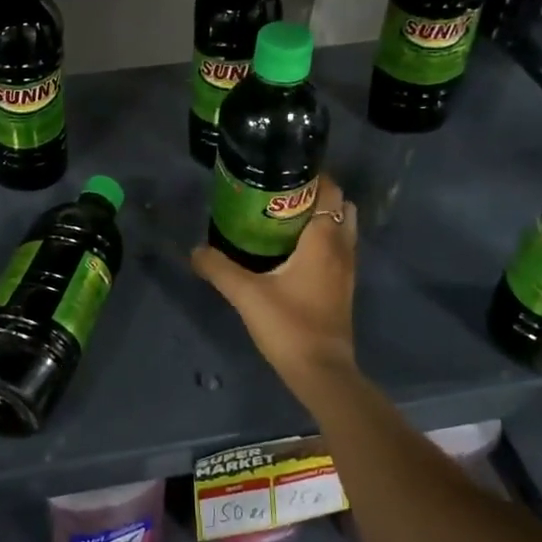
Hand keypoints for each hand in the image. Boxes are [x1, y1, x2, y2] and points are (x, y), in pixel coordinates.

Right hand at [191, 174, 357, 388]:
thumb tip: (194, 250)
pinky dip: (322, 240)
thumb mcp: (245, 294)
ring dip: (321, 218)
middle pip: (341, 206)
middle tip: (281, 195)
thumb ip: (218, 268)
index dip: (313, 175)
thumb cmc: (288, 325)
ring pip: (342, 228)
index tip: (284, 170)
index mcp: (324, 239)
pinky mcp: (343, 288)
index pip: (331, 190)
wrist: (320, 371)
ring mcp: (347, 269)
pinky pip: (338, 249)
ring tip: (284, 219)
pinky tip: (292, 251)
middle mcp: (341, 248)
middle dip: (316, 195)